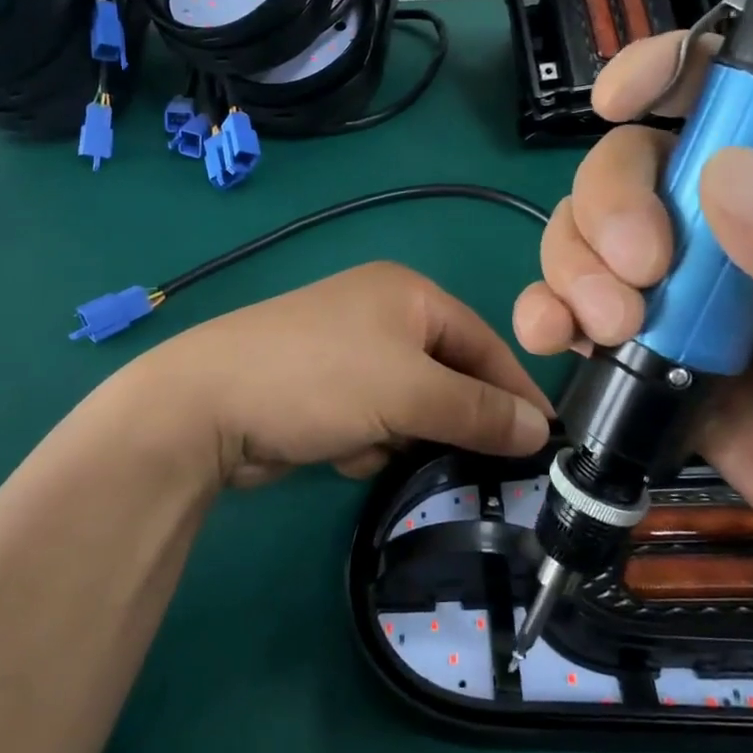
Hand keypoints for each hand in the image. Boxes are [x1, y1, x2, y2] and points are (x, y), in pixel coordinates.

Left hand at [130, 263, 552, 488]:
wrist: (206, 405)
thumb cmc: (321, 379)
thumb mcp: (411, 392)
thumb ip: (479, 410)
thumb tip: (540, 429)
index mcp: (408, 294)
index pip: (484, 341)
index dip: (515, 391)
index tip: (546, 439)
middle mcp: (381, 314)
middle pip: (446, 375)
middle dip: (443, 419)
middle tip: (459, 458)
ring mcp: (348, 351)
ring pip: (410, 406)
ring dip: (398, 435)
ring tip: (369, 444)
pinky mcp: (323, 389)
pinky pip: (372, 420)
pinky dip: (364, 441)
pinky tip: (336, 448)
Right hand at [512, 34, 752, 644]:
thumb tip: (725, 174)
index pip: (714, 89)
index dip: (658, 71)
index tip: (616, 100)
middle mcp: (715, 218)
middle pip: (620, 167)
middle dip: (607, 212)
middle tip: (640, 279)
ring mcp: (667, 281)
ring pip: (579, 233)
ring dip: (570, 269)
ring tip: (609, 328)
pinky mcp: (634, 338)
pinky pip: (564, 302)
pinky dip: (543, 311)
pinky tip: (551, 339)